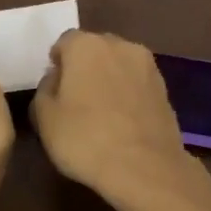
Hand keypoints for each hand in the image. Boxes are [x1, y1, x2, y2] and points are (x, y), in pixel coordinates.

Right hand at [31, 30, 189, 197]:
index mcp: (86, 45)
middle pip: (95, 49)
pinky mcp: (165, 88)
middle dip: (84, 67)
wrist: (145, 168)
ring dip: (109, 79)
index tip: (54, 88)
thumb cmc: (85, 139)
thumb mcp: (44, 118)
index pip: (65, 42)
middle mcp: (119, 45)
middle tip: (75, 98)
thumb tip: (56, 78)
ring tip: (101, 111)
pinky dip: (128, 93)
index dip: (57, 63)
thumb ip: (44, 89)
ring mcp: (147, 66)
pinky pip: (137, 83)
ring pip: (119, 64)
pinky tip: (122, 120)